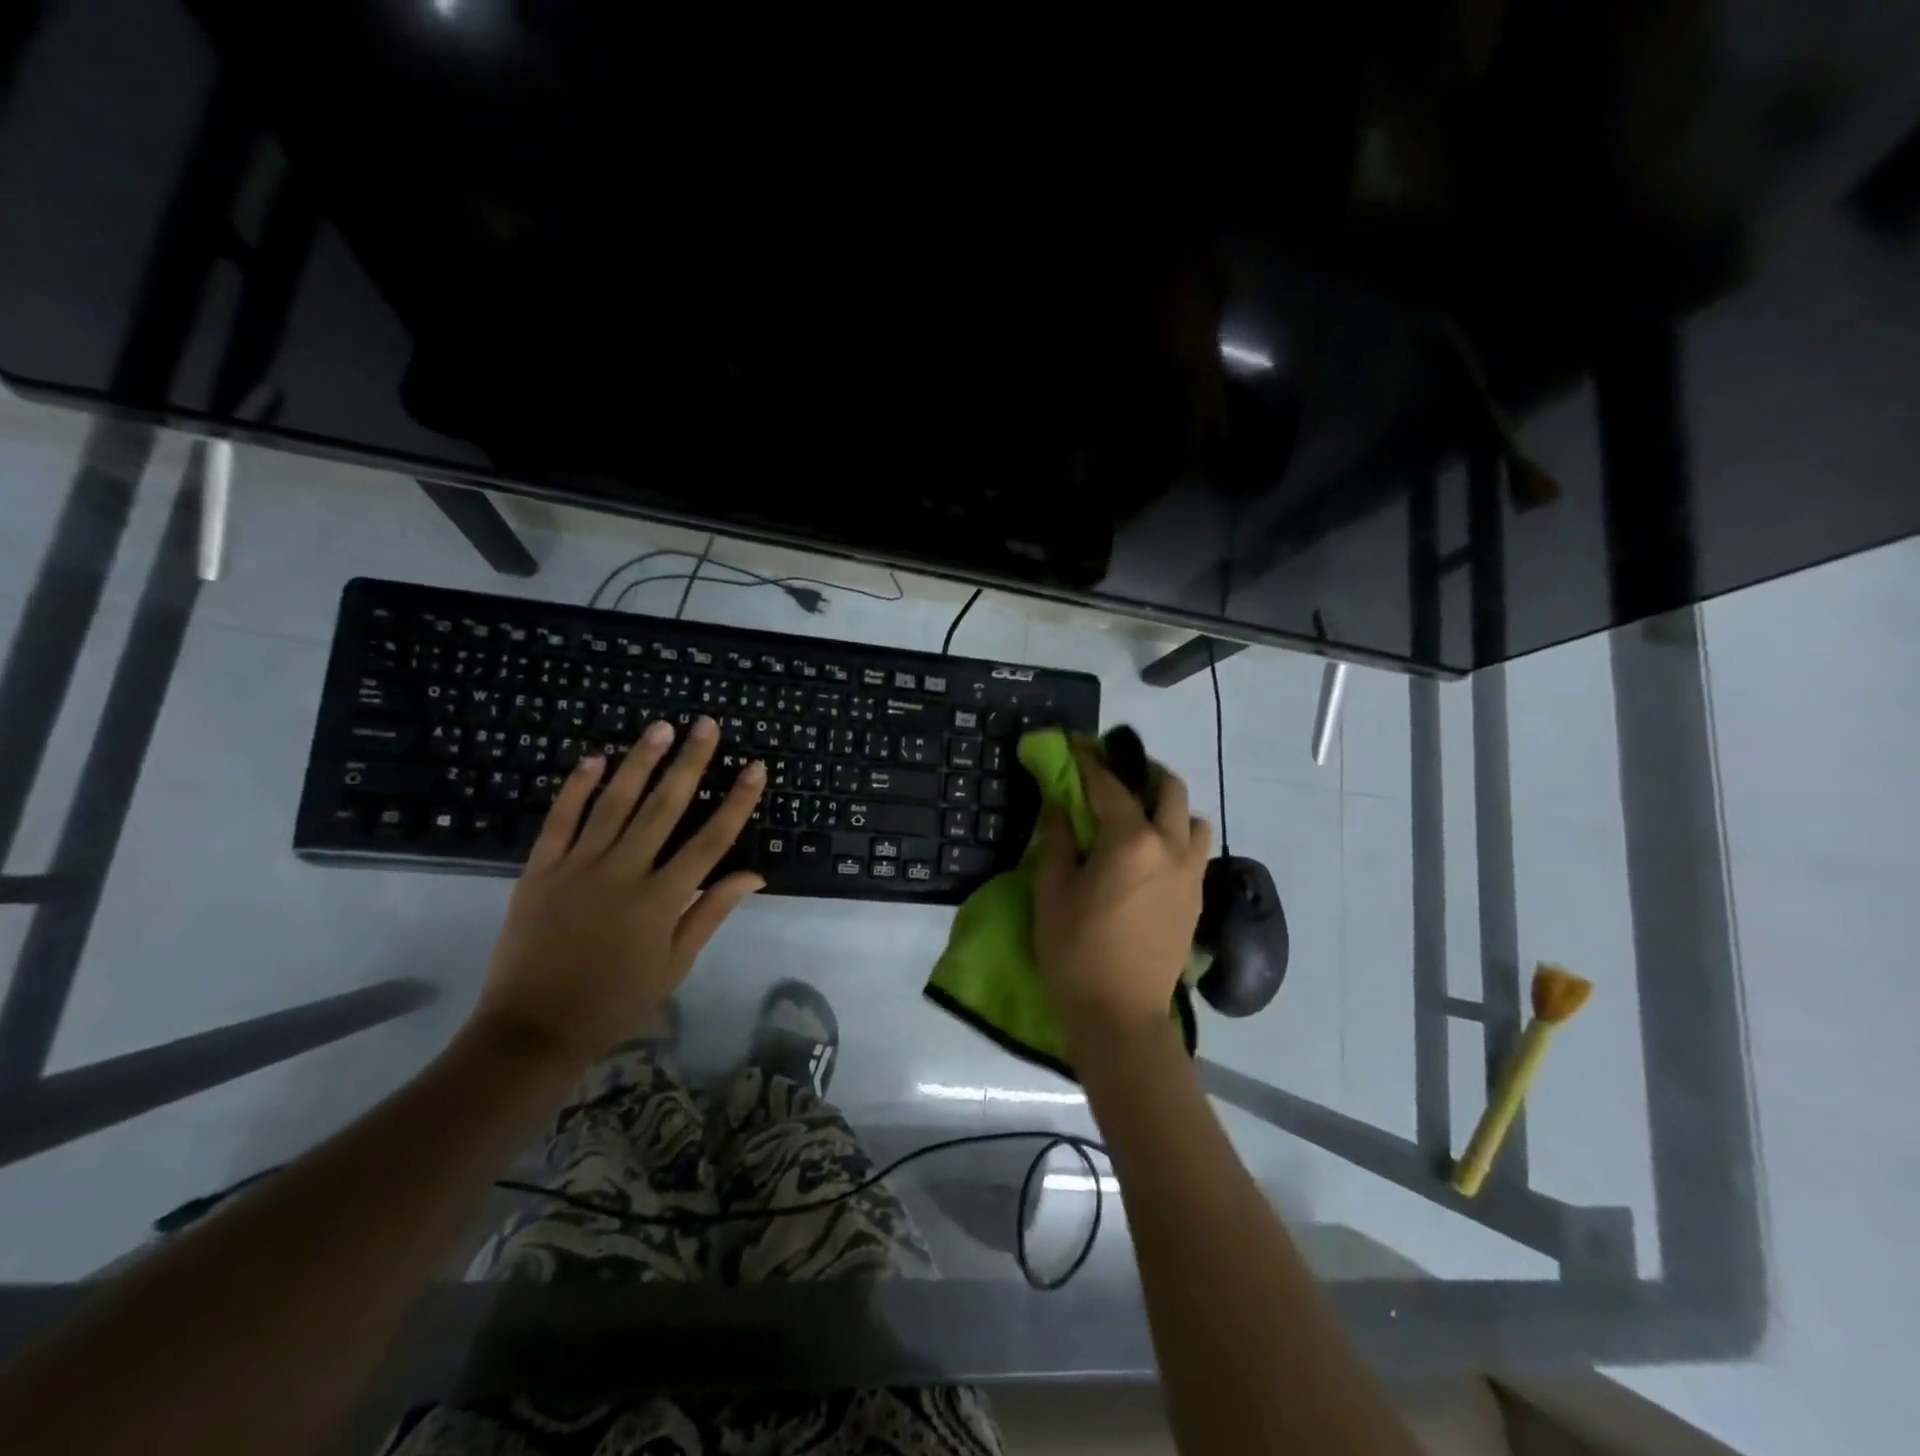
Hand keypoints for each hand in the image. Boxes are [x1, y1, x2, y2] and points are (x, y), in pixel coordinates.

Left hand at [469, 716, 766, 1074]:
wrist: (533, 1029)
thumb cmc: (617, 999)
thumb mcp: (676, 963)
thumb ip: (712, 911)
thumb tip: (754, 874)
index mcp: (662, 899)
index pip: (710, 840)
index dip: (736, 802)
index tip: (755, 767)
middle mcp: (624, 872)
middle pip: (665, 807)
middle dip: (690, 762)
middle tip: (706, 724)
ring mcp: (578, 867)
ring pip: (616, 802)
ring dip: (640, 761)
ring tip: (661, 727)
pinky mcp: (540, 869)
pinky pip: (561, 819)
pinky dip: (578, 786)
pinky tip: (596, 757)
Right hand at [1033, 743, 1211, 1046]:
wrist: (1121, 1016)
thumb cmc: (1075, 952)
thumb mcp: (1052, 892)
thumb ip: (1058, 840)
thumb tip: (1061, 806)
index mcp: (1130, 841)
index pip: (1109, 785)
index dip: (1089, 760)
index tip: (1076, 744)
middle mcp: (1169, 847)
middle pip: (1168, 788)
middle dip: (1141, 771)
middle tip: (1114, 774)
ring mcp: (1190, 873)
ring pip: (1192, 819)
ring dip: (1168, 806)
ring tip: (1139, 817)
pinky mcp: (1197, 898)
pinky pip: (1194, 850)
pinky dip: (1176, 837)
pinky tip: (1151, 855)